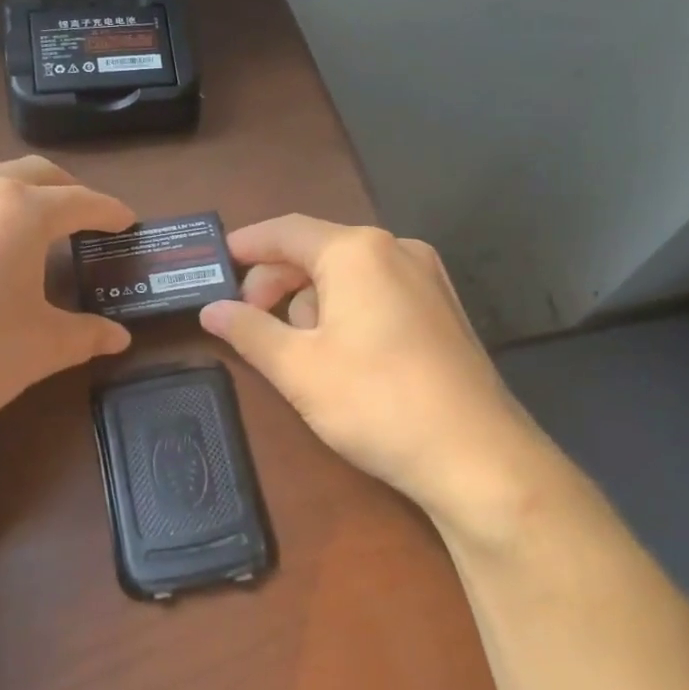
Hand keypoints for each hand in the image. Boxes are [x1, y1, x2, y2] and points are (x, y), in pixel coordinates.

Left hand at [0, 147, 134, 450]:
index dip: (109, 211)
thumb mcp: (38, 349)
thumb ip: (85, 335)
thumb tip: (118, 336)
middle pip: (36, 172)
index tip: (126, 221)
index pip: (80, 201)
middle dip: (67, 191)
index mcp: (20, 212)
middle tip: (83, 220)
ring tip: (18, 213)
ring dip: (9, 179)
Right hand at [198, 216, 556, 540]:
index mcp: (357, 251)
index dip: (246, 244)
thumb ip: (248, 330)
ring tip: (295, 349)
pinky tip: (338, 353)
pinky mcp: (442, 309)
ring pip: (348, 274)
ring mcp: (427, 277)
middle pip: (317, 250)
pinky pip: (377, 292)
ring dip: (310, 301)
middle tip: (247, 320)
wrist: (478, 458)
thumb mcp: (298, 368)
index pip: (286, 231)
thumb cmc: (376, 402)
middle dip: (276, 281)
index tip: (215, 262)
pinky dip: (345, 310)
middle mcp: (396, 249)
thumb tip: (209, 309)